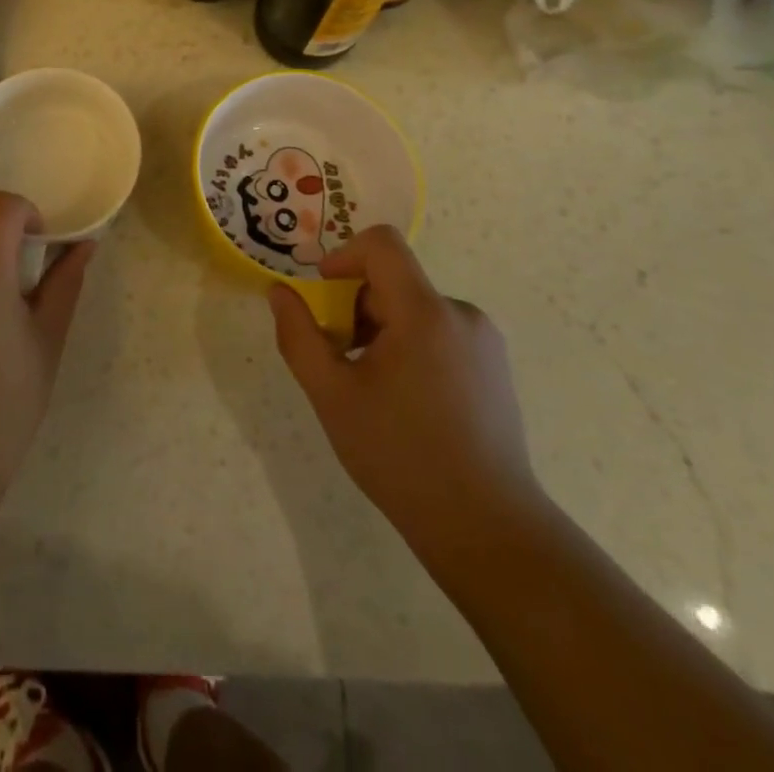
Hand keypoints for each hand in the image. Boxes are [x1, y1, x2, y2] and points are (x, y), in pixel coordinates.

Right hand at [267, 226, 545, 565]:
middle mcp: (461, 314)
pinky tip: (407, 403)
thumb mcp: (331, 395)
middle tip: (341, 360)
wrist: (486, 528)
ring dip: (383, 331)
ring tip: (373, 389)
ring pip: (415, 309)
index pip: (382, 244)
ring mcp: (484, 342)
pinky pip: (440, 333)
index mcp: (424, 312)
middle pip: (394, 281)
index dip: (343, 255)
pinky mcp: (495, 367)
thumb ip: (298, 336)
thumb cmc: (400, 455)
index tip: (323, 293)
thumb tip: (278, 292)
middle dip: (357, 308)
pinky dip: (411, 347)